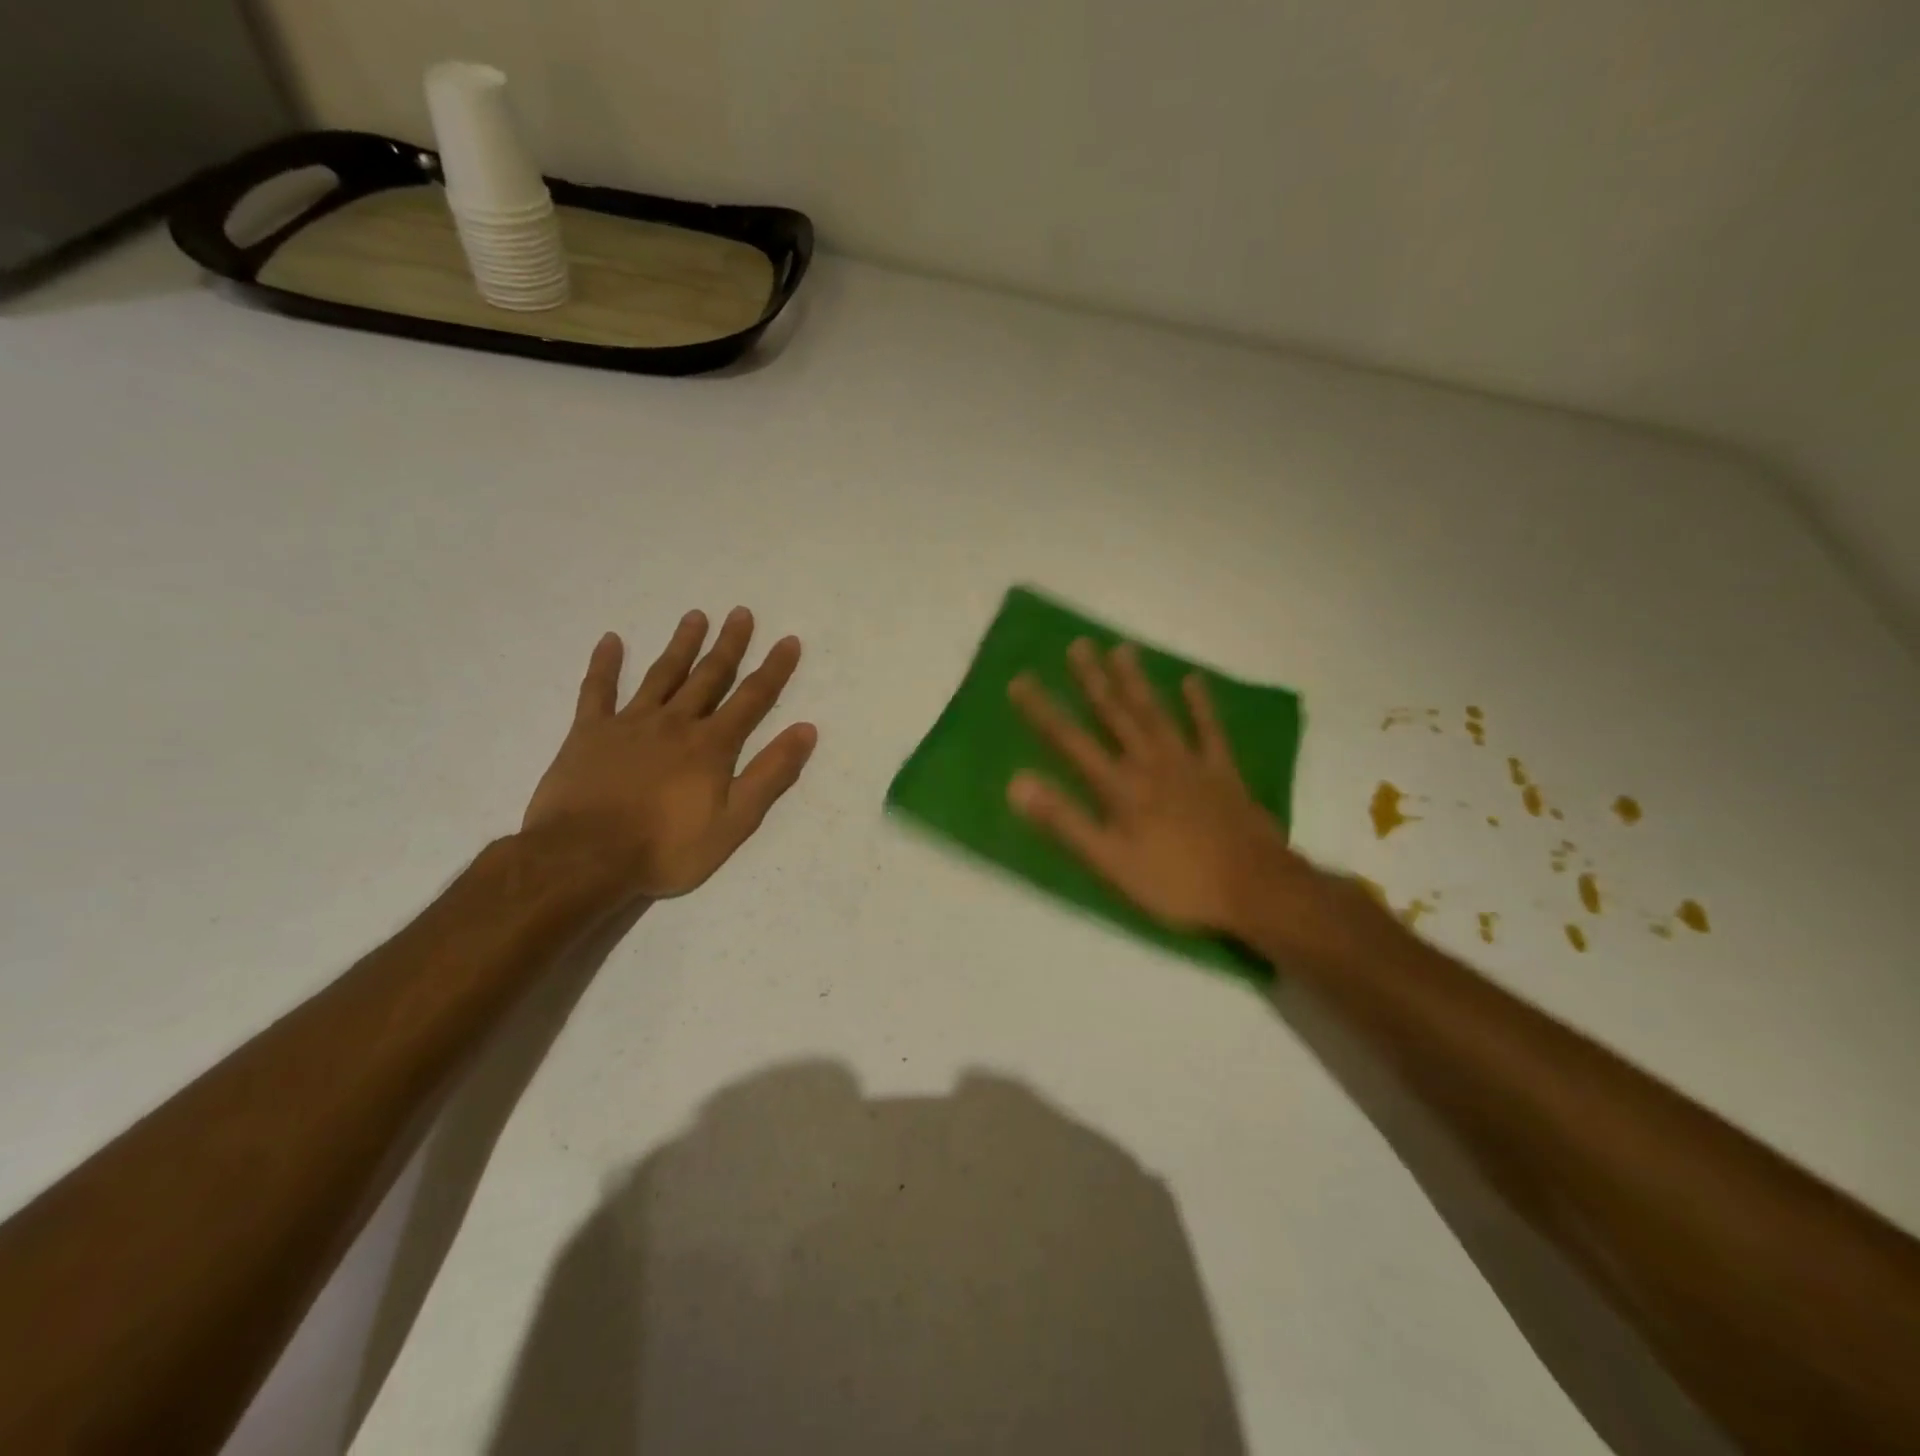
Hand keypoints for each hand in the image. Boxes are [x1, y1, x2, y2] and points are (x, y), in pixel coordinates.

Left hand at [523, 608, 816, 899]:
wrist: (585, 857)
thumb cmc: (667, 846)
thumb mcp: (735, 821)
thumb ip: (771, 773)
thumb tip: (806, 729)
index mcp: (712, 745)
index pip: (752, 698)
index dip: (774, 669)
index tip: (789, 640)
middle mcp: (676, 722)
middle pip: (709, 676)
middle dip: (729, 645)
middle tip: (741, 613)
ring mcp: (630, 723)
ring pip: (662, 675)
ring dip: (681, 645)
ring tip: (695, 616)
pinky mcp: (589, 733)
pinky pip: (598, 690)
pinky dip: (605, 664)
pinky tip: (611, 640)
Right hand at [1008, 640, 1343, 948]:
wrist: (1254, 888)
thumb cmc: (1175, 882)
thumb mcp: (1109, 862)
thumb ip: (1064, 821)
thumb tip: (1017, 782)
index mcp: (1120, 786)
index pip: (1071, 741)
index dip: (1043, 711)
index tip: (1020, 680)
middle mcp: (1150, 763)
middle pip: (1116, 715)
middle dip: (1093, 680)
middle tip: (1077, 645)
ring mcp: (1189, 763)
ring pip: (1156, 713)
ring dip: (1137, 681)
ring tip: (1122, 648)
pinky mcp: (1222, 772)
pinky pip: (1209, 730)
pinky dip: (1200, 705)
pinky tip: (1192, 680)